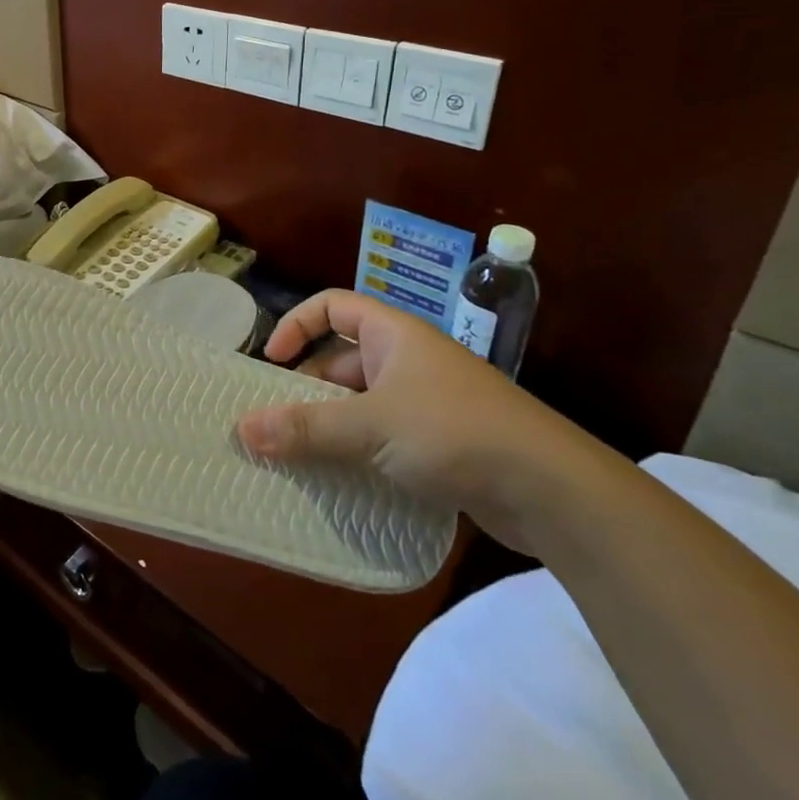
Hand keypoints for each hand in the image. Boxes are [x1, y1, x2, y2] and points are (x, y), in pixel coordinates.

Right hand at [238, 291, 628, 554]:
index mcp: (395, 335)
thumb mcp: (371, 427)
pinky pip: (384, 436)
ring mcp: (428, 403)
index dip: (297, 324)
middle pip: (342, 359)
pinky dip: (359, 451)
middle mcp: (409, 361)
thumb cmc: (456, 433)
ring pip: (362, 402)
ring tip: (298, 454)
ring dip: (330, 424)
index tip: (273, 361)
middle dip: (307, 387)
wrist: (556, 493)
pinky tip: (342, 479)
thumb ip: (306, 428)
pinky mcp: (442, 444)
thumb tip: (242, 430)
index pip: (332, 306)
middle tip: (276, 420)